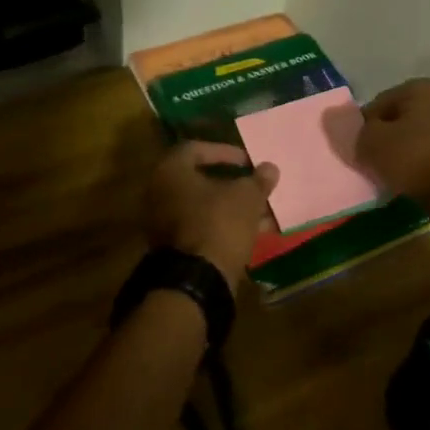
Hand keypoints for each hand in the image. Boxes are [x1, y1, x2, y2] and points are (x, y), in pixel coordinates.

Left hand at [144, 142, 279, 289]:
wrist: (196, 280)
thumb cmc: (219, 224)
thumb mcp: (246, 198)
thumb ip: (258, 180)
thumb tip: (269, 168)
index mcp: (170, 171)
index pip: (196, 149)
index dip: (225, 152)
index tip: (248, 162)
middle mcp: (159, 193)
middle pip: (199, 180)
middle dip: (231, 183)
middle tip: (254, 186)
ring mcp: (162, 222)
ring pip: (202, 207)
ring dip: (231, 207)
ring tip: (261, 213)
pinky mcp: (172, 247)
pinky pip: (200, 227)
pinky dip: (222, 226)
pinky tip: (250, 232)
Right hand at [356, 79, 429, 222]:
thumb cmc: (413, 157)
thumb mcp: (371, 141)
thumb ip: (357, 131)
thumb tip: (358, 131)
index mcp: (420, 88)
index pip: (376, 105)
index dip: (363, 128)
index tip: (358, 149)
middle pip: (395, 121)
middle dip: (381, 141)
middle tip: (370, 163)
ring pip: (410, 140)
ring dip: (397, 156)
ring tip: (388, 176)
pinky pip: (425, 157)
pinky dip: (414, 167)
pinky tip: (406, 182)